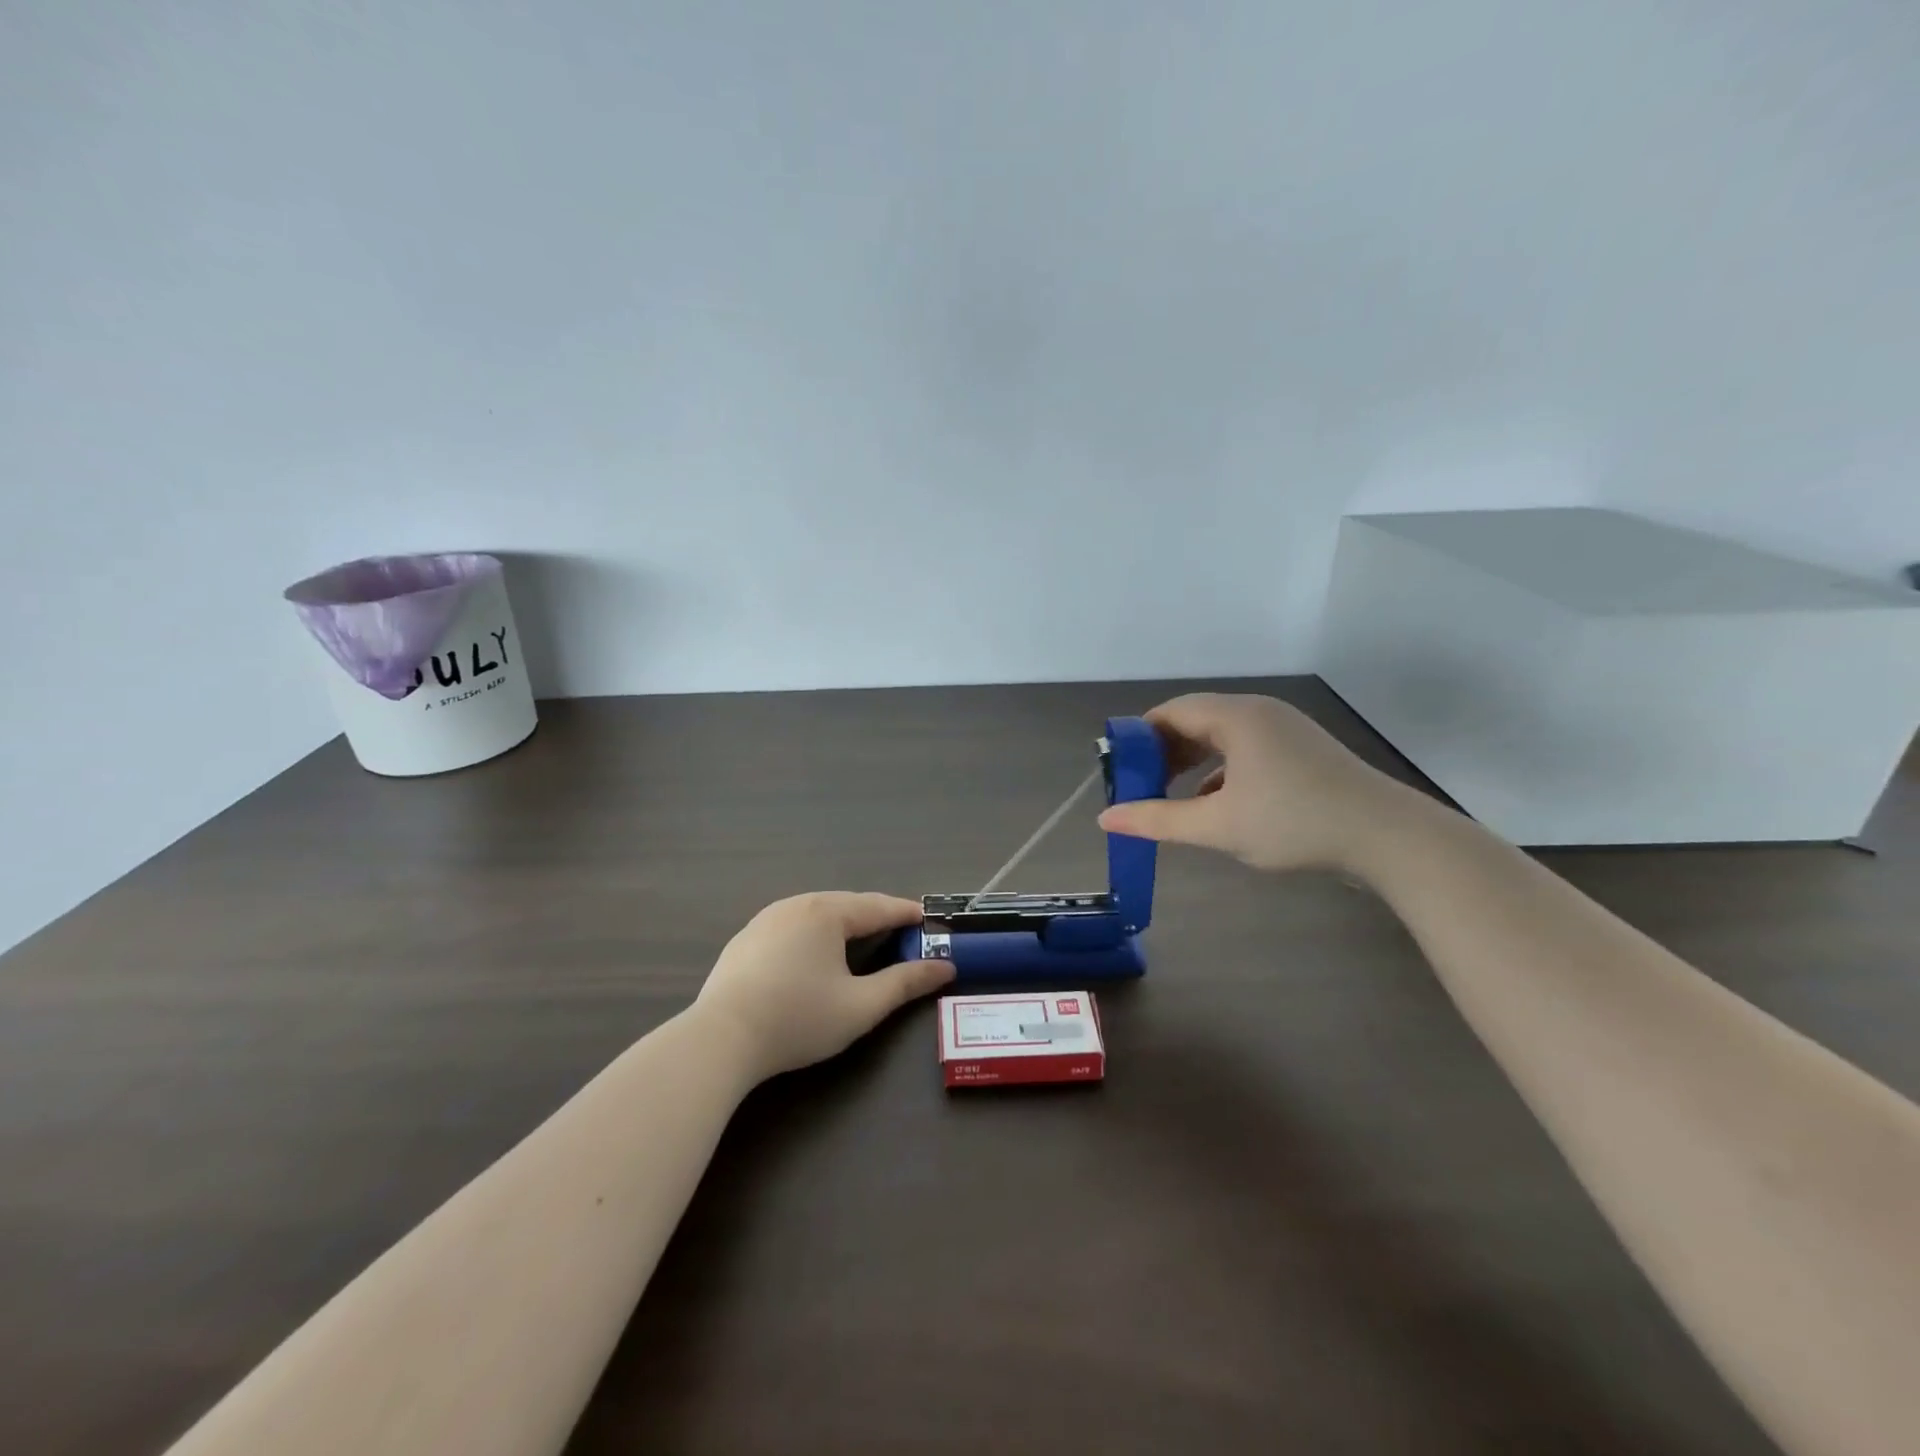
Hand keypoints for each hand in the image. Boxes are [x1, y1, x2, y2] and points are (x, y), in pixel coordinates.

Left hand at [693, 892, 954, 1079]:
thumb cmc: (798, 1019)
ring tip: (862, 938)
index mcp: (827, 912)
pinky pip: (792, 926)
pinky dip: (815, 933)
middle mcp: (797, 904)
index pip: (878, 907)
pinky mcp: (745, 939)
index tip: (928, 917)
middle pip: (848, 904)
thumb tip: (945, 967)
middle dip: (876, 915)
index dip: (906, 913)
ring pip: (817, 912)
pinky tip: (814, 954)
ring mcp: (765, 919)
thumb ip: (905, 983)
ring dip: (844, 922)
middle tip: (901, 930)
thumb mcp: (861, 1006)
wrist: (719, 1039)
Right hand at [1096, 693, 1420, 874]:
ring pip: (1221, 736)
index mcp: (1236, 717)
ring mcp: (1285, 730)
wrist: (1388, 838)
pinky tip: (1215, 802)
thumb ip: (1158, 819)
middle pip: (1195, 720)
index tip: (1120, 770)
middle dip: (1162, 752)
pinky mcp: (1301, 750)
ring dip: (1191, 762)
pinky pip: (1246, 749)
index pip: (1170, 711)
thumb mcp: (1217, 826)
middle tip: (1140, 785)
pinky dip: (1221, 769)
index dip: (1138, 738)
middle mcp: (1259, 712)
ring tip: (1170, 794)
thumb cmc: (1295, 823)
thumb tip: (1106, 819)